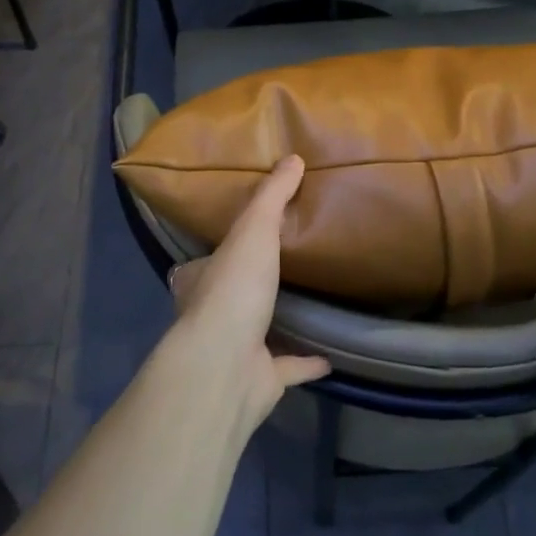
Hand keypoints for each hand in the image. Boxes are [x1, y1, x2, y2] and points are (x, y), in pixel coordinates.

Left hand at [162, 156, 330, 431]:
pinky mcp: (262, 379)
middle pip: (235, 293)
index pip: (211, 258)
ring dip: (280, 321)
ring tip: (311, 302)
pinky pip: (289, 367)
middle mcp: (215, 314)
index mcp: (204, 278)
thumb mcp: (253, 229)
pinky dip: (308, 362)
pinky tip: (332, 356)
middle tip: (288, 264)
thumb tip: (293, 157)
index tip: (254, 234)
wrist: (227, 365)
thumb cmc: (234, 289)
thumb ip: (272, 196)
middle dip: (255, 282)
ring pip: (260, 330)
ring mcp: (237, 349)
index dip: (228, 245)